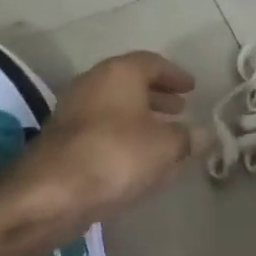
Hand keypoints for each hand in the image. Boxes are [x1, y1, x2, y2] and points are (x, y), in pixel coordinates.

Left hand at [1, 51, 202, 236]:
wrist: (52, 192)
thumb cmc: (115, 156)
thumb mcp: (164, 147)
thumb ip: (187, 138)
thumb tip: (204, 134)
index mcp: (119, 73)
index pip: (152, 63)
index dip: (175, 75)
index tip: (192, 88)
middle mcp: (93, 83)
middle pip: (130, 83)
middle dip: (157, 96)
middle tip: (180, 109)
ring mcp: (73, 111)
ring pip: (115, 108)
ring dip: (140, 118)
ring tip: (163, 135)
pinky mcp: (63, 140)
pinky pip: (102, 129)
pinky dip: (123, 136)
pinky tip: (138, 157)